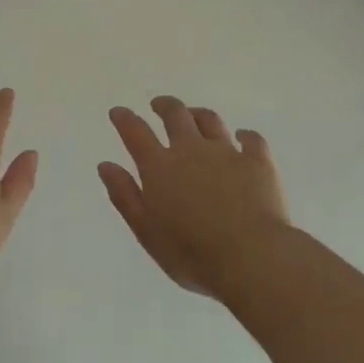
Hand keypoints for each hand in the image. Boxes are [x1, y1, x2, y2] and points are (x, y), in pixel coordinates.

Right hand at [98, 97, 290, 298]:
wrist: (252, 257)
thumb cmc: (192, 253)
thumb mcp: (146, 231)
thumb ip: (125, 196)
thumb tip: (106, 165)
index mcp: (159, 166)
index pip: (135, 132)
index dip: (124, 119)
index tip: (118, 112)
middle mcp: (190, 149)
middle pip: (175, 114)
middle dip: (164, 106)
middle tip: (158, 105)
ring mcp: (226, 152)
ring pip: (210, 120)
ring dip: (198, 114)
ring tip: (194, 115)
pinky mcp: (258, 162)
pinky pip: (251, 139)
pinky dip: (245, 135)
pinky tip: (243, 137)